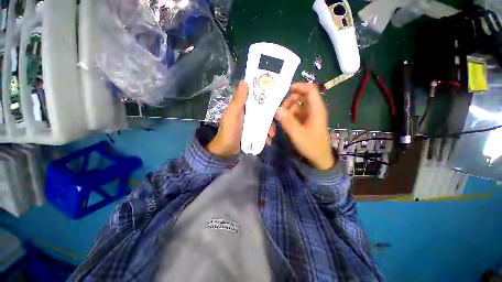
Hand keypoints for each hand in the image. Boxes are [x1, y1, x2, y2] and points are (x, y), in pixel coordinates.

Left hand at [207, 81, 275, 157]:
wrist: (226, 150)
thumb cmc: (228, 131)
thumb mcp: (232, 115)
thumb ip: (238, 100)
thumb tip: (244, 81)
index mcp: (243, 106)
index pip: (256, 97)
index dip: (266, 97)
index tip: (276, 100)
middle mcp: (249, 113)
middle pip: (264, 111)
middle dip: (271, 118)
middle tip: (273, 124)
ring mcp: (252, 123)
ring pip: (265, 121)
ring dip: (270, 128)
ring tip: (270, 136)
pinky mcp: (254, 132)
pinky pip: (263, 131)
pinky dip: (266, 135)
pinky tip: (267, 141)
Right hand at [275, 83, 334, 169]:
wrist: (318, 158)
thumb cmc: (311, 146)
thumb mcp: (298, 134)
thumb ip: (288, 122)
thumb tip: (277, 109)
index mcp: (316, 109)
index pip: (310, 90)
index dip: (299, 86)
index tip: (286, 90)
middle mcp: (312, 110)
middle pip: (299, 98)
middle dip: (287, 104)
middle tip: (279, 114)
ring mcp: (307, 116)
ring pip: (294, 107)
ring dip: (285, 113)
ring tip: (280, 124)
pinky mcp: (303, 122)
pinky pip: (293, 115)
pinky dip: (287, 119)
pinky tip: (283, 127)